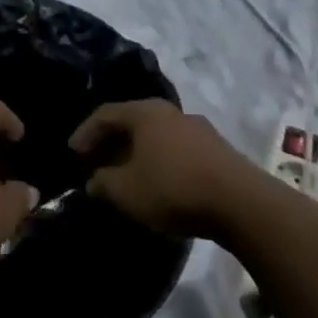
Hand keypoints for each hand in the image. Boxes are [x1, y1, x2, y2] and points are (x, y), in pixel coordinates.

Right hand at [70, 99, 270, 240]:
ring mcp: (199, 130)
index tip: (73, 153)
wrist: (244, 205)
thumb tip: (95, 181)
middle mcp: (171, 112)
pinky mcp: (219, 151)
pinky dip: (160, 162)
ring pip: (157, 137)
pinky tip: (159, 183)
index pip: (104, 114)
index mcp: (145, 113)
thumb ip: (102, 183)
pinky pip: (177, 150)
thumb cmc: (174, 189)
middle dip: (111, 143)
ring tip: (127, 175)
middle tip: (96, 163)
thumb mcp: (125, 191)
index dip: (85, 133)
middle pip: (132, 123)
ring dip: (137, 153)